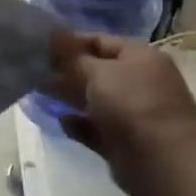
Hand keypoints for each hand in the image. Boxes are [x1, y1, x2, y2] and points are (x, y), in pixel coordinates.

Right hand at [52, 34, 195, 195]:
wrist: (162, 160)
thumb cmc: (132, 104)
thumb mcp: (98, 72)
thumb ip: (72, 57)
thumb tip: (53, 36)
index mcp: (140, 57)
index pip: (100, 41)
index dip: (70, 42)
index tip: (40, 45)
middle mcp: (138, 82)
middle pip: (96, 71)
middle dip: (66, 70)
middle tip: (33, 69)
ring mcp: (131, 113)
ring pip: (93, 100)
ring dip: (68, 96)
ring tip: (38, 92)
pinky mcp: (122, 141)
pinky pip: (94, 127)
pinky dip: (78, 124)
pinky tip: (60, 120)